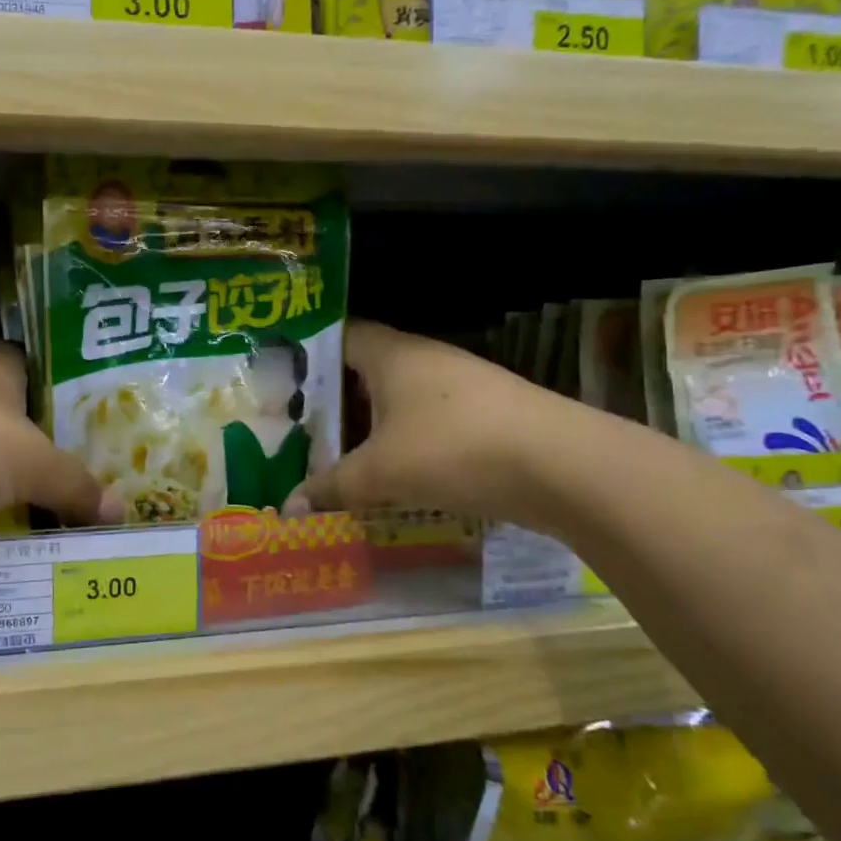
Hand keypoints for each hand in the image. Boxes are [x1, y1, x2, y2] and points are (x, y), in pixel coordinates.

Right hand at [300, 319, 570, 522]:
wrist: (560, 465)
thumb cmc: (451, 448)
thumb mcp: (380, 473)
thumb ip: (331, 486)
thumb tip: (289, 505)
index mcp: (390, 354)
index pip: (339, 335)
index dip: (309, 354)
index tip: (281, 380)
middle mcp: (424, 358)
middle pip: (366, 370)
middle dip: (334, 400)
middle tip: (301, 428)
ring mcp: (460, 384)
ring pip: (398, 399)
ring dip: (371, 425)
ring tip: (340, 456)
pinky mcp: (486, 414)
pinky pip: (428, 421)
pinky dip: (405, 442)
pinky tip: (394, 474)